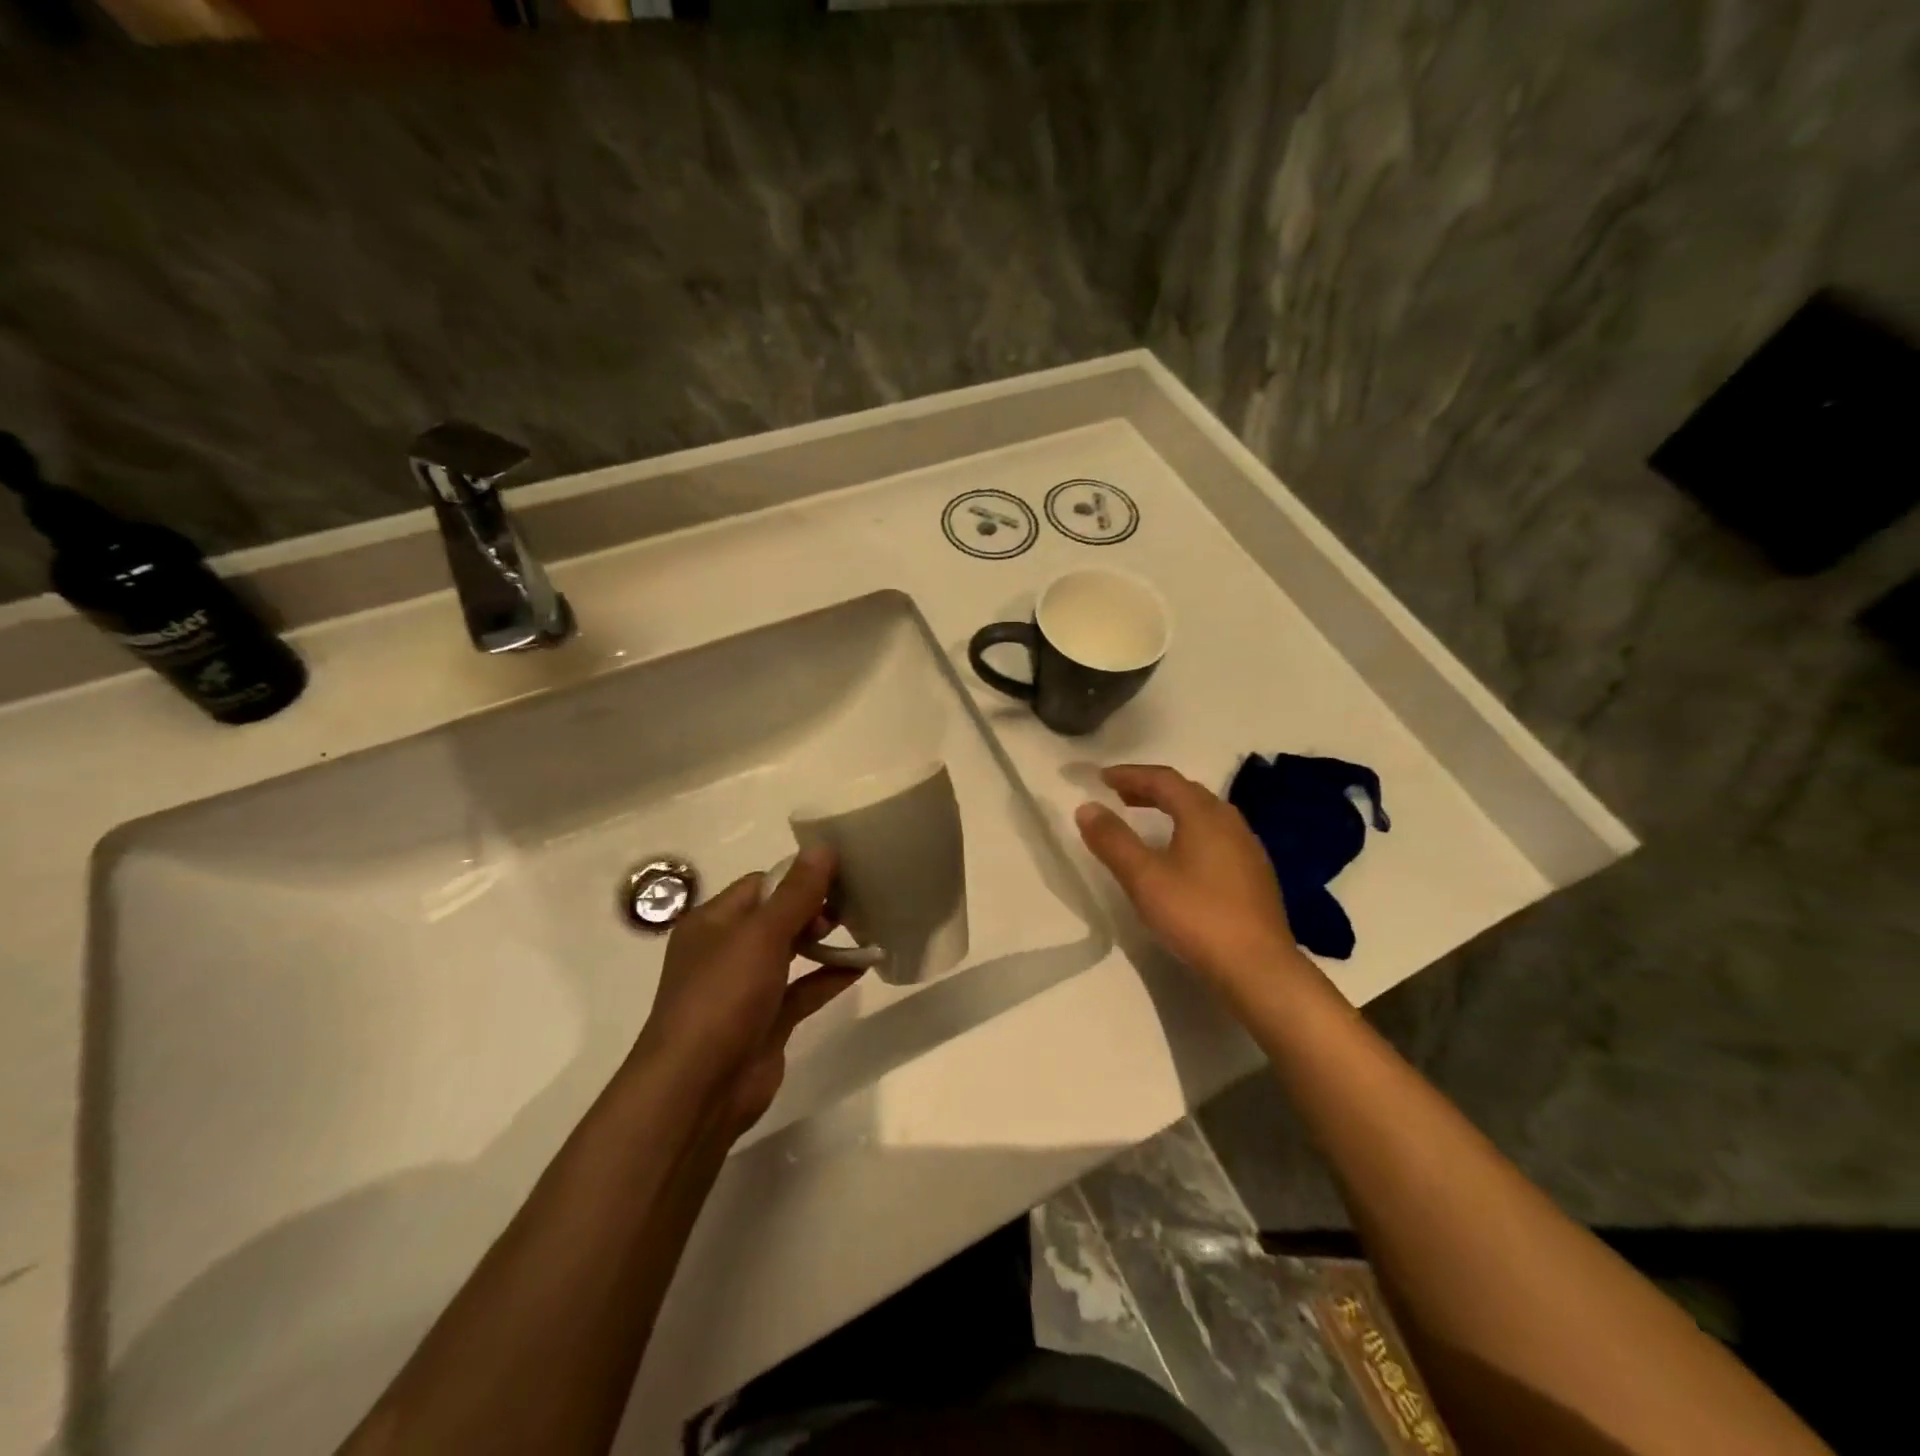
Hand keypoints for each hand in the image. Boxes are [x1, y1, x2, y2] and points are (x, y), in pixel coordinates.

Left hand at [633, 847, 861, 1137]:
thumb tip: (823, 848)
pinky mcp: (766, 1022)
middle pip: (776, 917)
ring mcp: (745, 990)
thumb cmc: (723, 997)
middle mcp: (725, 952)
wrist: (698, 1089)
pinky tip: (862, 967)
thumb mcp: (761, 935)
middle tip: (852, 904)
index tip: (840, 873)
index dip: (797, 876)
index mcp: (712, 923)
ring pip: (791, 954)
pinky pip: (802, 990)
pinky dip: (829, 978)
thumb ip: (796, 893)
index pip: (760, 885)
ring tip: (864, 927)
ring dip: (824, 942)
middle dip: (814, 908)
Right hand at [1074, 764, 1306, 992]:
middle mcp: (1230, 821)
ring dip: (1171, 809)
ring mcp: (1247, 848)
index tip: (1101, 778)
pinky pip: (1216, 836)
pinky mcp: (1254, 874)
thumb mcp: (1144, 878)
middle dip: (1150, 789)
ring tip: (1145, 821)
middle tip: (1120, 796)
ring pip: (1204, 814)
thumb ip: (1113, 840)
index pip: (1163, 779)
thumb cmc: (1196, 915)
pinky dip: (1189, 831)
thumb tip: (1087, 807)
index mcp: (1203, 814)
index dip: (1130, 775)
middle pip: (1186, 792)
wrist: (1258, 967)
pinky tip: (1180, 856)